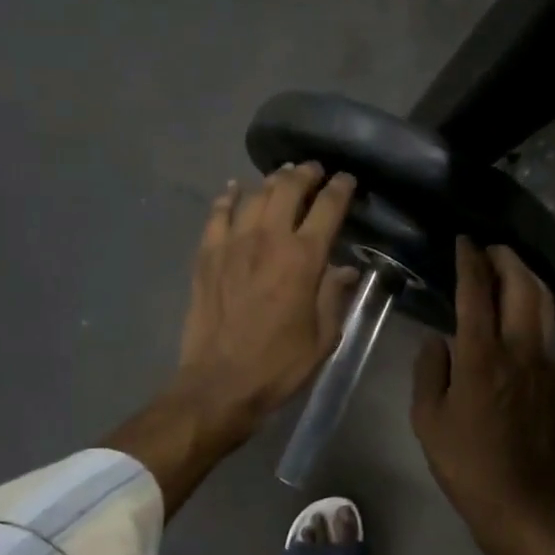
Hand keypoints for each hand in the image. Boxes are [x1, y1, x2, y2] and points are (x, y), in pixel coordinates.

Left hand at [106, 163, 357, 517]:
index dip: (340, 188)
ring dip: (271, 182)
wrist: (219, 384)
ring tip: (281, 177)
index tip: (348, 180)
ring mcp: (232, 244)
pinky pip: (217, 214)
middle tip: (314, 170)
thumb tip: (348, 268)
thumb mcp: (324, 336)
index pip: (327, 208)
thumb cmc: (279, 365)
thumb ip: (335, 295)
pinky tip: (234, 190)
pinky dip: (228, 197)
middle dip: (305, 174)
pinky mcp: (206, 255)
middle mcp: (268, 240)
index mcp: (303, 259)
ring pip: (253, 195)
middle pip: (287, 189)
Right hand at [411, 238, 554, 554]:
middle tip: (490, 249)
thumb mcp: (427, 420)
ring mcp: (549, 363)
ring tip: (509, 270)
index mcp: (482, 356)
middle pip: (521, 286)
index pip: (476, 292)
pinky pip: (551, 331)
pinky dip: (537, 309)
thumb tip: (439, 341)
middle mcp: (521, 349)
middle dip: (506, 259)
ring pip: (544, 304)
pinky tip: (523, 316)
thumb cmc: (467, 465)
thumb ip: (430, 371)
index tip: (464, 241)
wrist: (525, 505)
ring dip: (527, 278)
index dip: (469, 261)